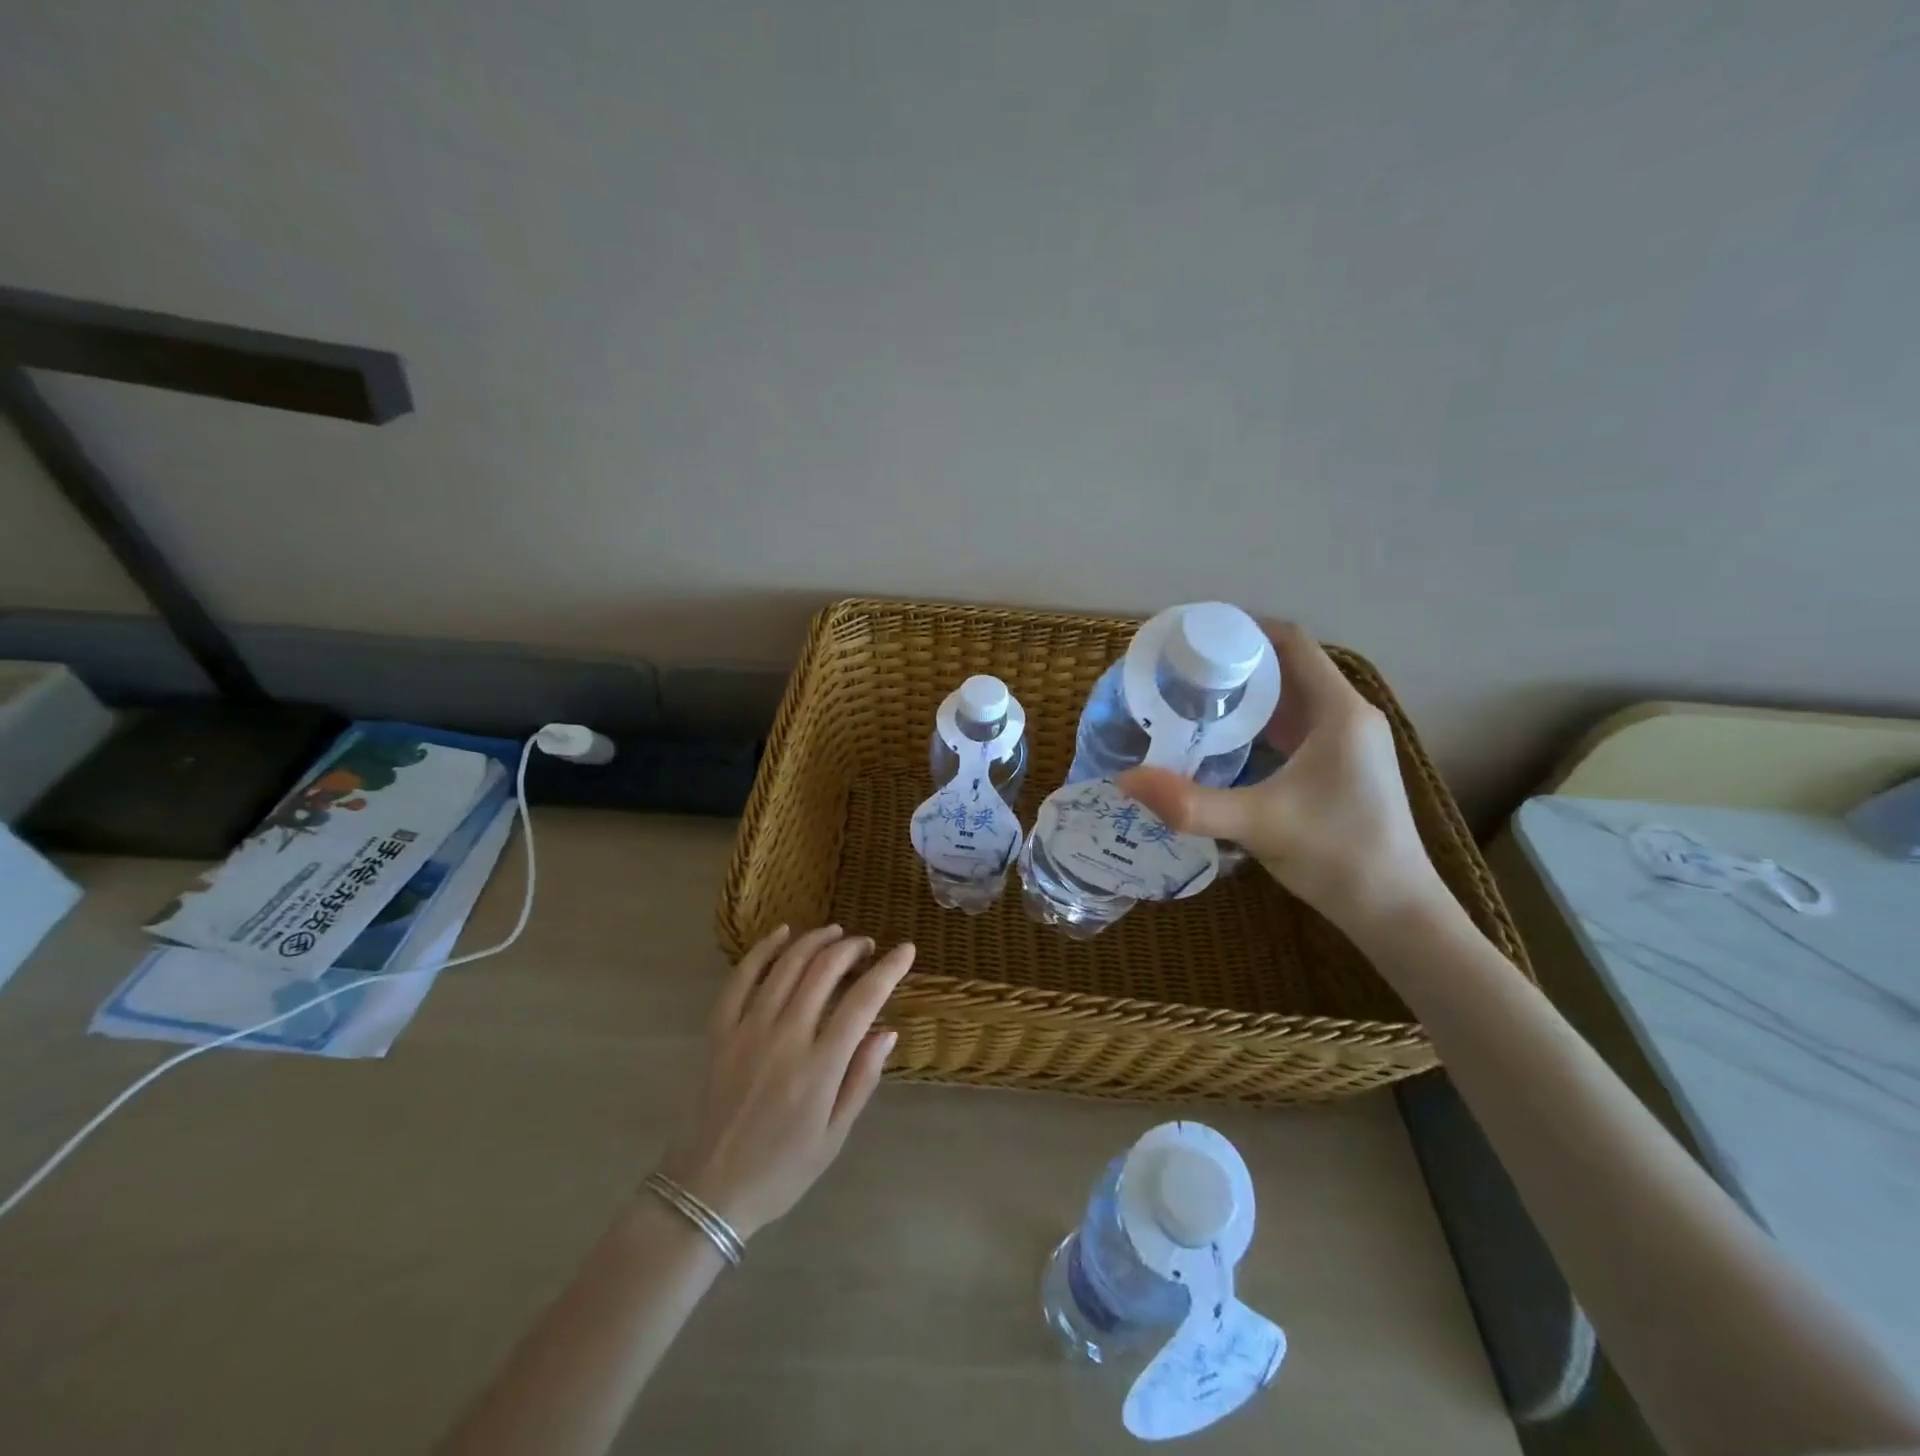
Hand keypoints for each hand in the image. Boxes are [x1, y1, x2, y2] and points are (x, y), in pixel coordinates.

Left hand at [659, 925, 913, 1240]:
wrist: (709, 1191)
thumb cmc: (783, 1169)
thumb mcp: (835, 1135)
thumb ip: (862, 1078)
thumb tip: (888, 1031)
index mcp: (819, 1067)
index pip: (863, 1001)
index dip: (889, 969)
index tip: (905, 950)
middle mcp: (785, 1037)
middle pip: (824, 971)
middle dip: (851, 948)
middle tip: (867, 946)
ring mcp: (748, 1030)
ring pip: (786, 965)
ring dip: (815, 941)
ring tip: (836, 933)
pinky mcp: (720, 1032)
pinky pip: (740, 979)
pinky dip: (762, 950)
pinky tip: (781, 934)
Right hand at [1119, 622, 1444, 935]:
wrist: (1395, 911)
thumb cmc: (1338, 856)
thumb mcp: (1258, 824)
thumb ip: (1190, 803)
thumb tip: (1126, 780)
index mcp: (1339, 711)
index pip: (1292, 642)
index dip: (1244, 629)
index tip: (1194, 639)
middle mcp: (1348, 716)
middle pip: (1287, 667)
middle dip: (1234, 663)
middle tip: (1179, 673)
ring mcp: (1347, 743)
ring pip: (1290, 699)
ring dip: (1245, 695)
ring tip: (1191, 701)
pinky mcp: (1340, 767)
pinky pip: (1294, 727)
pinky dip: (1258, 724)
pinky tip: (1222, 742)